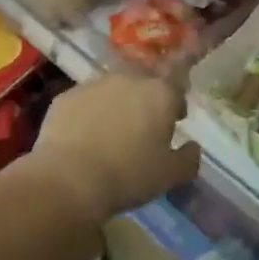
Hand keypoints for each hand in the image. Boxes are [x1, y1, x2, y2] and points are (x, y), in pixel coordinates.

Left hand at [31, 73, 201, 218]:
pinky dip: (87, 116)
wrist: (69, 180)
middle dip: (145, 104)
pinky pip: (84, 103)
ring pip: (112, 92)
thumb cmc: (129, 175)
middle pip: (143, 87)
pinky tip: (82, 140)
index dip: (176, 107)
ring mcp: (94, 85)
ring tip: (109, 136)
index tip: (174, 123)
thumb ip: (189, 158)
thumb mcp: (171, 175)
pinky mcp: (65, 97)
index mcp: (160, 93)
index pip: (176, 90)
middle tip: (141, 132)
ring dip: (115, 107)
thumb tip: (193, 147)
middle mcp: (128, 80)